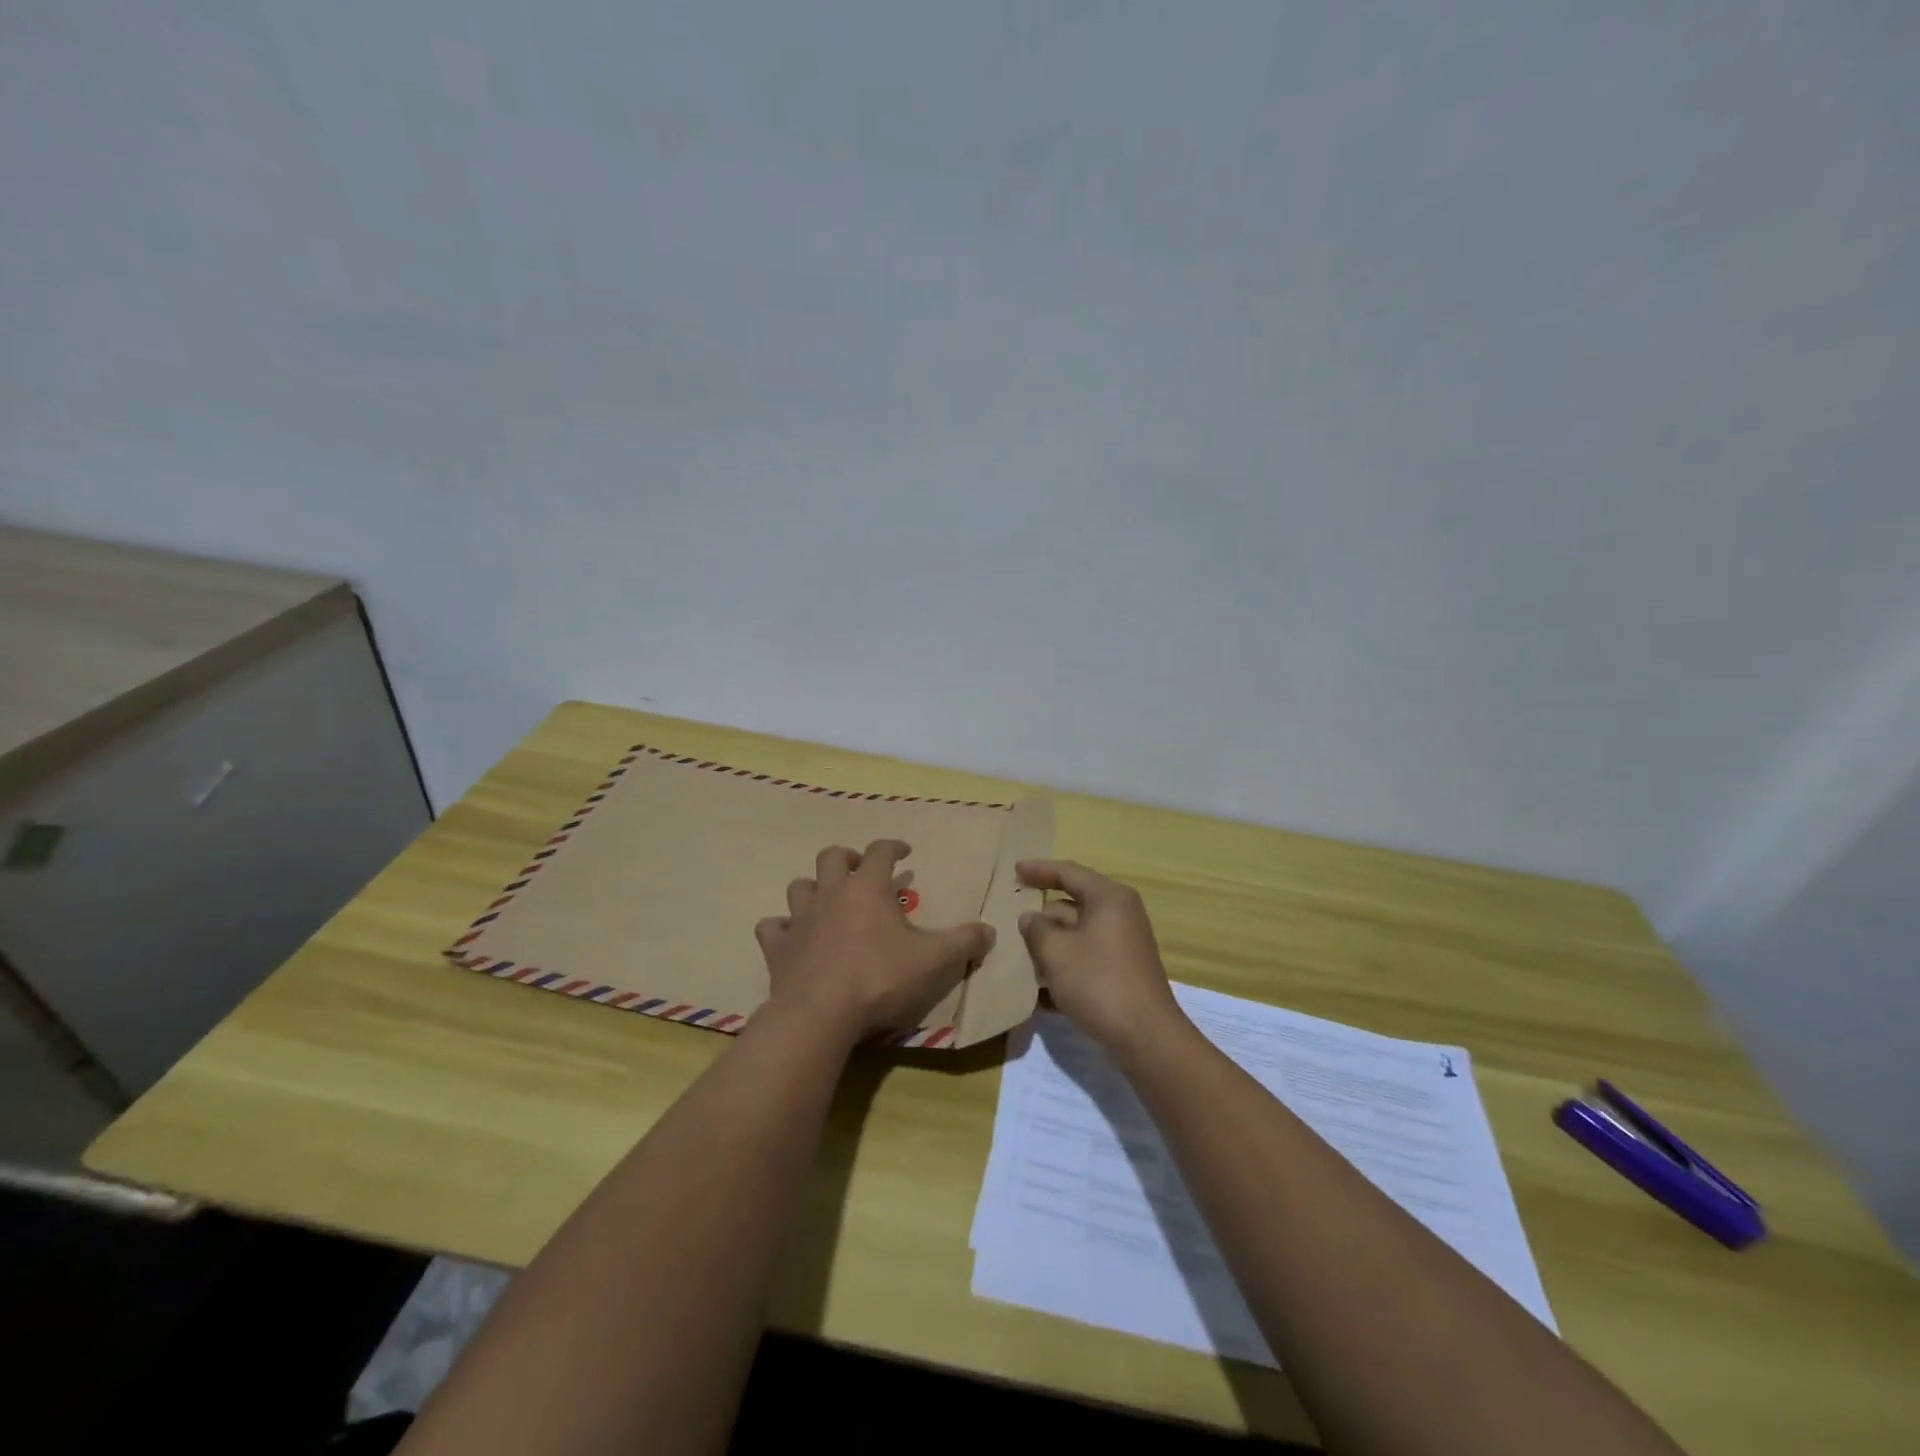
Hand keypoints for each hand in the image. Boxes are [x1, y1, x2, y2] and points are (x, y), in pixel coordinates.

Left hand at [755, 840, 994, 1045]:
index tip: (904, 852)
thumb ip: (964, 942)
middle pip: (831, 857)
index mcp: (867, 888)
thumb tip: (990, 930)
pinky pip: (772, 927)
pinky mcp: (778, 947)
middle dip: (847, 858)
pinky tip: (792, 938)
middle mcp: (830, 894)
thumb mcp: (934, 960)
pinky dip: (782, 928)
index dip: (893, 846)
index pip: (880, 851)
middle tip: (860, 870)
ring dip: (813, 889)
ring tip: (827, 901)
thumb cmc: (879, 978)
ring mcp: (800, 919)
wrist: (820, 1014)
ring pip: (799, 886)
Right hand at [1016, 860, 1184, 1054]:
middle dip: (1043, 914)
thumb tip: (1030, 918)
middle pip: (1073, 903)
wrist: (1145, 1036)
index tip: (1014, 870)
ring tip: (1020, 953)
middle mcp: (1120, 913)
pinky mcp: (1123, 970)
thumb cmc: (1098, 982)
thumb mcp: (1056, 952)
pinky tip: (1040, 988)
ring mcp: (1124, 943)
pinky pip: (1086, 956)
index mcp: (1108, 898)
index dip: (1039, 870)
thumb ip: (1037, 929)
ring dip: (1051, 943)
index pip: (1068, 872)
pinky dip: (1065, 964)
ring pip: (1078, 932)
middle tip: (1012, 915)